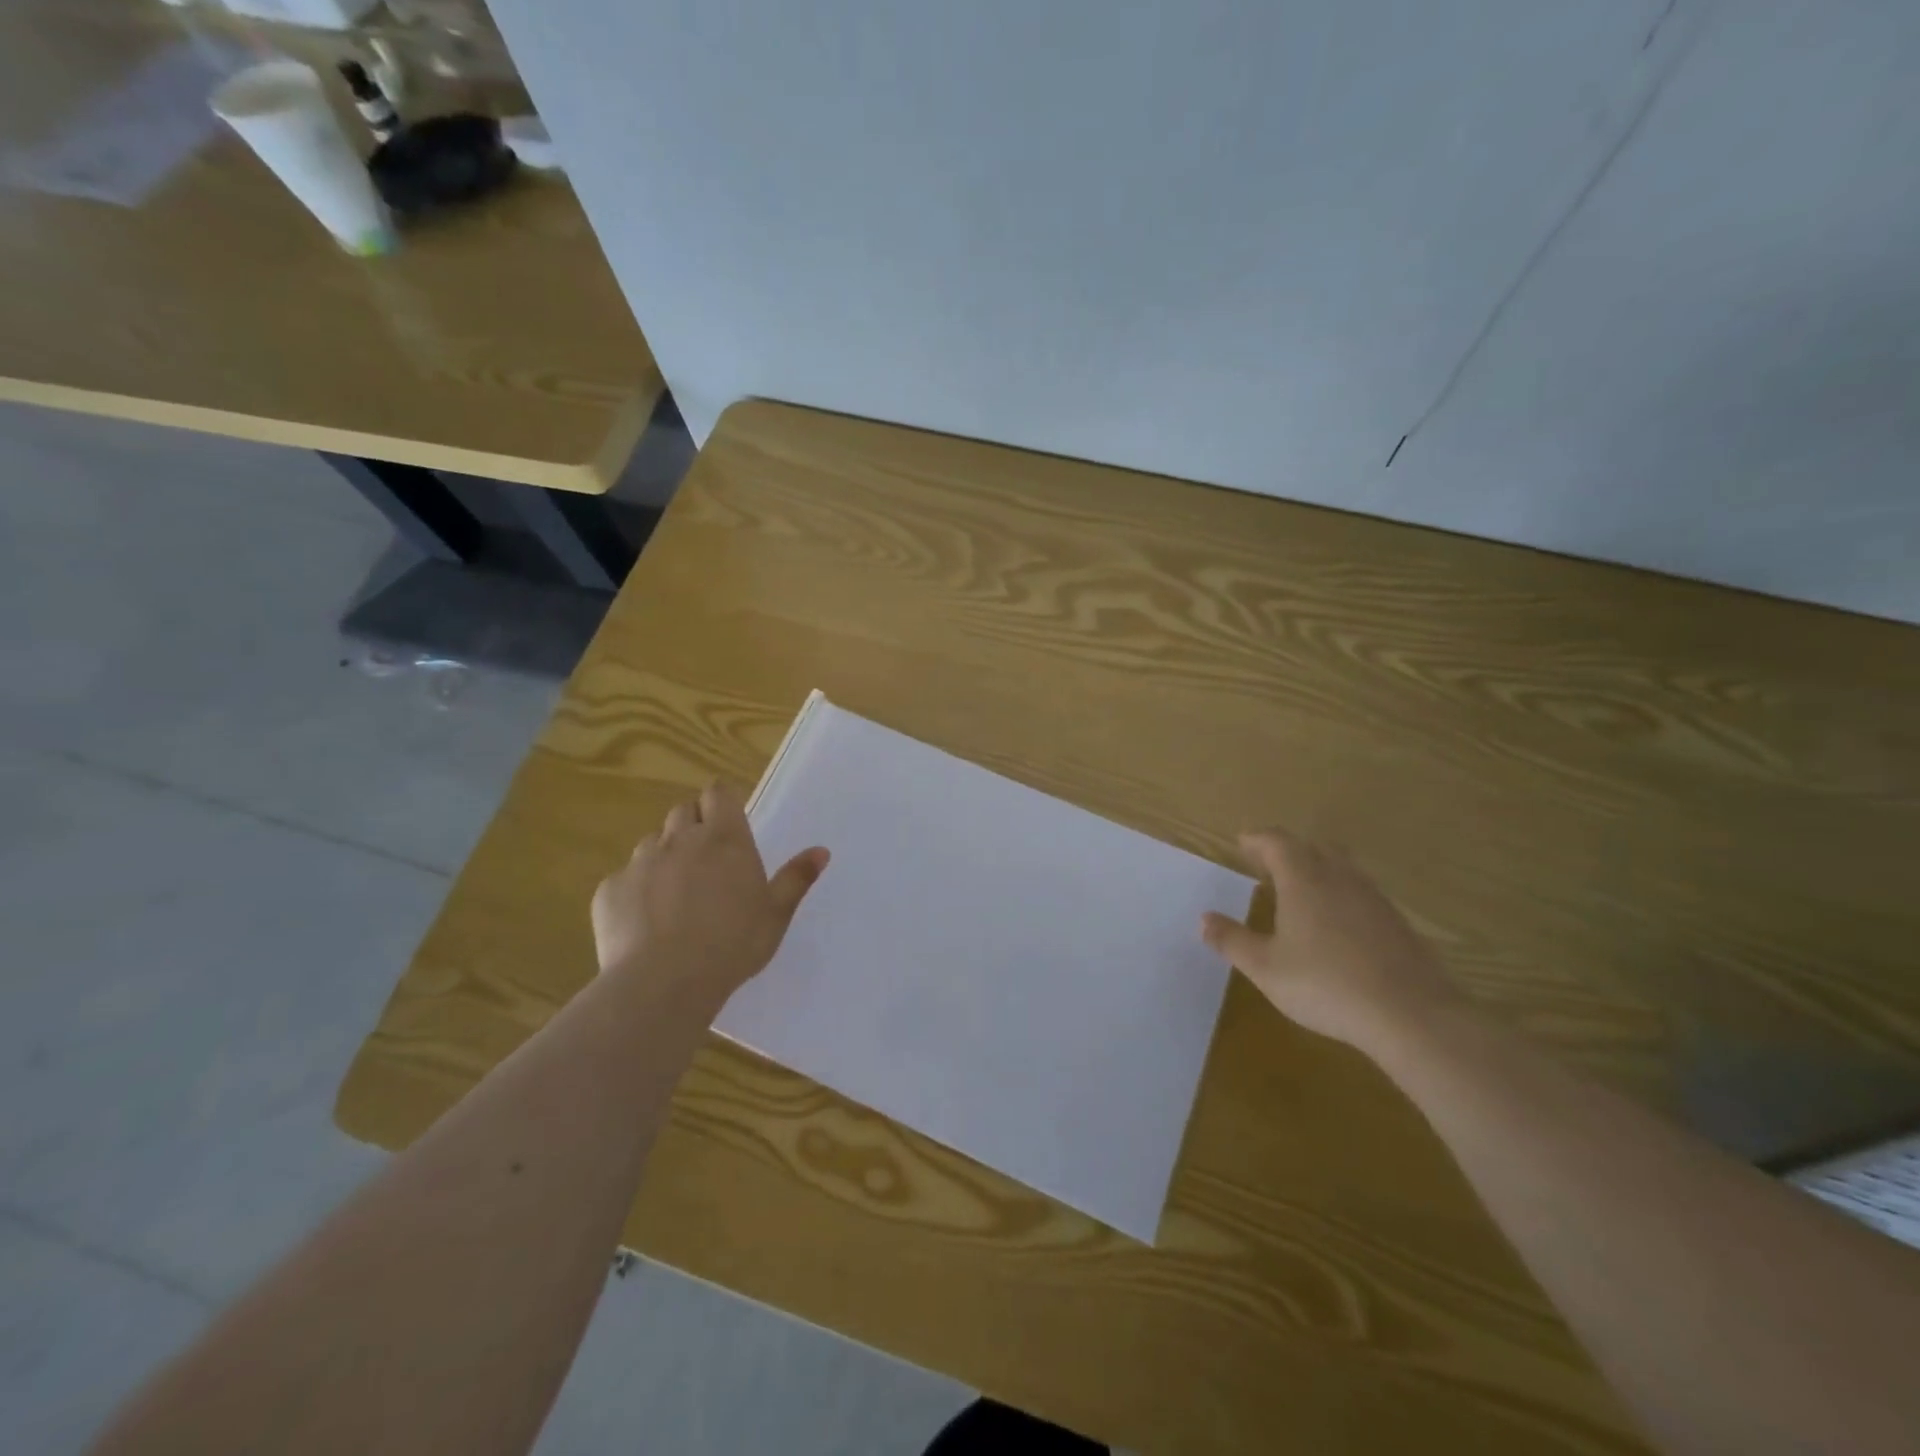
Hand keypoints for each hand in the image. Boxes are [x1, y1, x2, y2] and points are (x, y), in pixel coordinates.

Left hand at [591, 782, 828, 1006]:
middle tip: (707, 862)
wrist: (663, 983)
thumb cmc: (732, 945)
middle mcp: (680, 840)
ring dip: (665, 857)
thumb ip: (796, 878)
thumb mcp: (775, 915)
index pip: (718, 793)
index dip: (721, 802)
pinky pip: (625, 879)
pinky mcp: (610, 889)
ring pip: (653, 843)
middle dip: (693, 826)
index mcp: (725, 839)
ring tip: (675, 896)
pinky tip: (646, 923)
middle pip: (683, 812)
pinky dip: (636, 891)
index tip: (728, 821)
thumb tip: (820, 851)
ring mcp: (640, 862)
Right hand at [1200, 828, 1461, 1054]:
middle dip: (1288, 850)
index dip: (1257, 839)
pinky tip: (1336, 924)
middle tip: (1267, 864)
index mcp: (1304, 880)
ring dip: (1317, 869)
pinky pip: (1361, 892)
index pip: (1277, 842)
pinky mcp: (1397, 922)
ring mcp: (1373, 898)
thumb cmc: (1326, 985)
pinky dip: (1341, 894)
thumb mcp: (1265, 968)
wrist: (1411, 1015)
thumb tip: (1204, 919)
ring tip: (1299, 891)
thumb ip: (1232, 941)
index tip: (1242, 842)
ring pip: (1342, 867)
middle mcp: (1339, 878)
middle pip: (1313, 847)